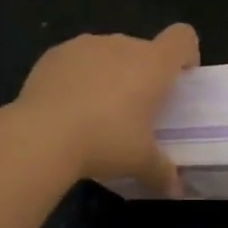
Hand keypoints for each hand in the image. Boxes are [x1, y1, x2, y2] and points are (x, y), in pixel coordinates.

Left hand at [14, 24, 199, 194]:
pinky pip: (76, 59)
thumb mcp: (140, 162)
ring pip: (108, 53)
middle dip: (142, 73)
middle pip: (143, 49)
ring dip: (109, 73)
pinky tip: (66, 106)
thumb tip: (175, 190)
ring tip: (95, 110)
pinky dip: (77, 76)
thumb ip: (162, 172)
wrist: (42, 135)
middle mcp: (122, 44)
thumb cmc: (105, 141)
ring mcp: (85, 45)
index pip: (182, 38)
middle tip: (134, 110)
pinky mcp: (54, 53)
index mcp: (152, 63)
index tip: (178, 81)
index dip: (185, 55)